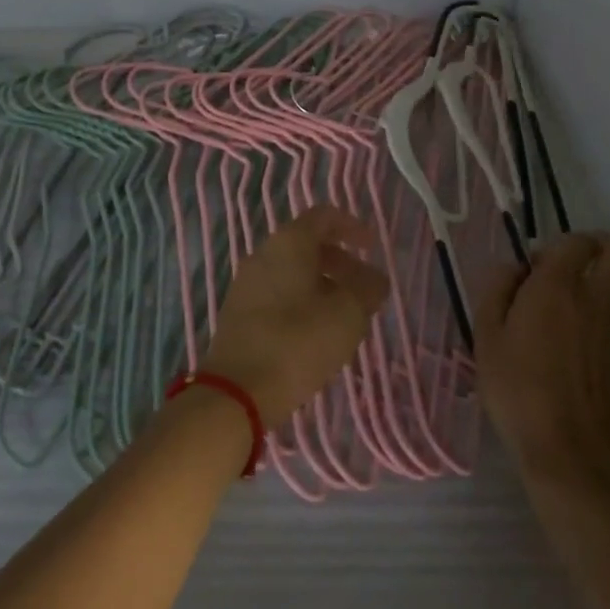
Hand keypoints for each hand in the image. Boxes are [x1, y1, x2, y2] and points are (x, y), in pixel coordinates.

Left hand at [200, 206, 390, 429]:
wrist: (235, 392)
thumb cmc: (297, 343)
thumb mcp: (347, 315)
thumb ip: (367, 289)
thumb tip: (375, 278)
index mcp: (289, 242)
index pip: (323, 216)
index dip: (352, 227)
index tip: (373, 248)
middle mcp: (263, 254)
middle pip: (307, 244)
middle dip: (341, 263)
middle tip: (365, 291)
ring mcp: (246, 283)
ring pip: (292, 271)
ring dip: (322, 286)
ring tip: (345, 317)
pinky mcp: (238, 313)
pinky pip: (277, 293)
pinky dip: (302, 302)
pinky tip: (315, 334)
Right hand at [475, 232, 609, 486]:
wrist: (568, 450)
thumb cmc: (517, 390)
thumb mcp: (486, 336)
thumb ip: (497, 290)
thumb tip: (514, 268)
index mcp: (557, 286)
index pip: (576, 240)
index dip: (561, 244)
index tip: (541, 265)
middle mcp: (597, 297)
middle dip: (604, 247)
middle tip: (583, 264)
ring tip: (603, 292)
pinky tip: (606, 340)